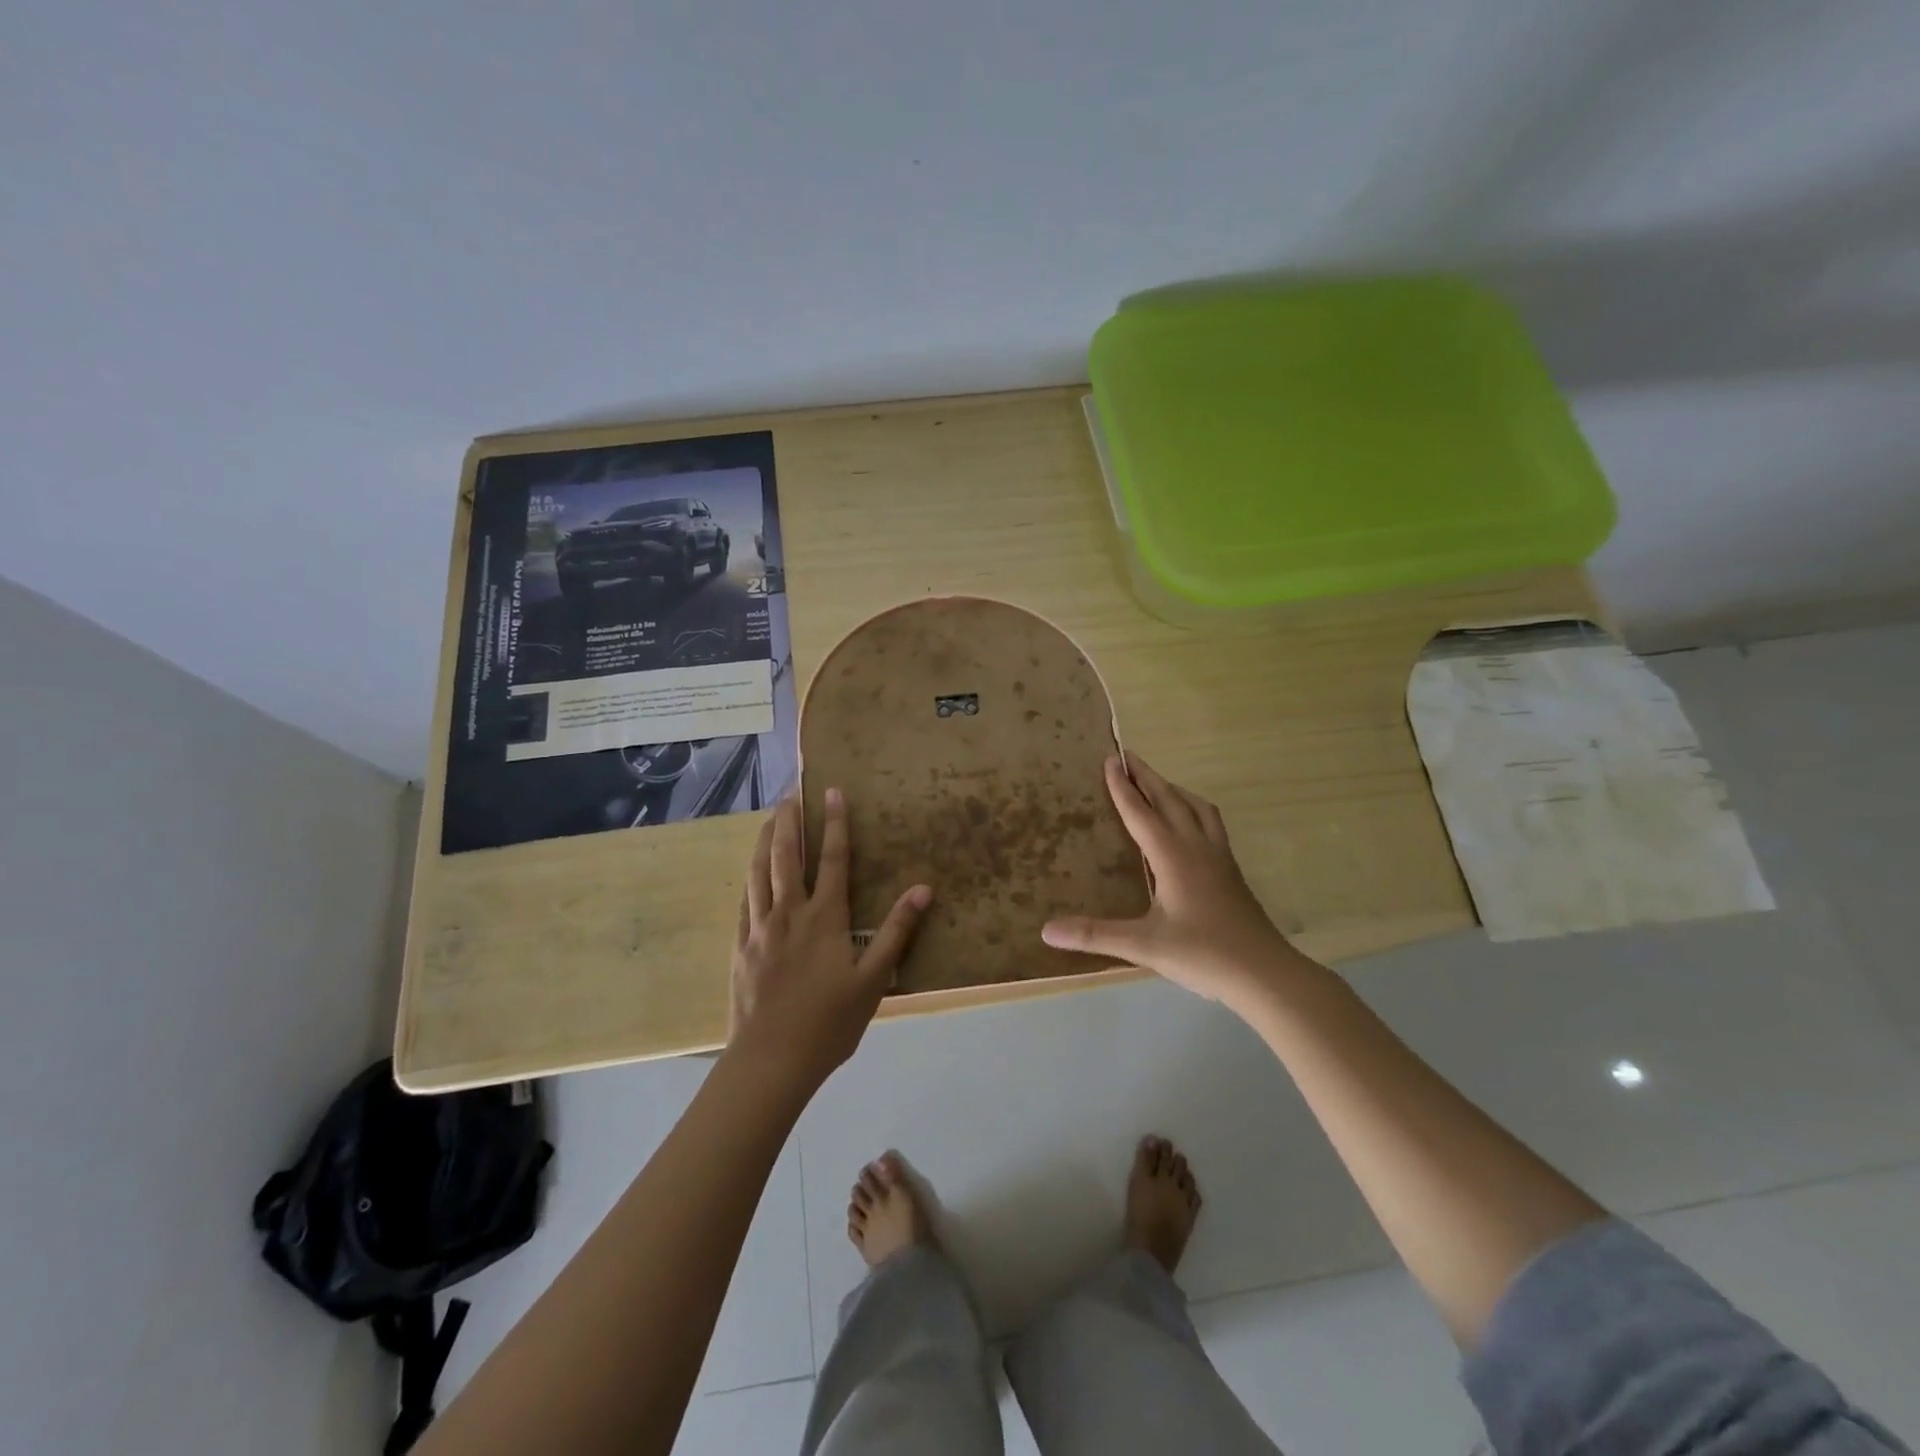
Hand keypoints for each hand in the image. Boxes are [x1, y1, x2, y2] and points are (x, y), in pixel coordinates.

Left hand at [728, 791, 932, 1090]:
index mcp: (824, 917)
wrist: (770, 1061)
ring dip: (764, 842)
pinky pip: (744, 902)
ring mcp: (759, 929)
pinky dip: (749, 879)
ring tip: (768, 819)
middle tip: (790, 794)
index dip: (835, 823)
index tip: (832, 791)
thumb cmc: (829, 1022)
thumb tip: (923, 889)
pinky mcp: (741, 948)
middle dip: (789, 821)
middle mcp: (789, 913)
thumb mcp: (874, 980)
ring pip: (758, 873)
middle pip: (786, 856)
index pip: (833, 859)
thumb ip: (897, 931)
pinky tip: (749, 873)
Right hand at [1042, 754, 1298, 1009]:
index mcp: (1173, 856)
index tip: (1110, 759)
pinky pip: (1211, 823)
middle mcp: (1197, 846)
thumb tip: (1047, 930)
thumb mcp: (1144, 945)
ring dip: (1174, 789)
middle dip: (1147, 776)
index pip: (1141, 812)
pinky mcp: (1232, 870)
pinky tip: (1190, 825)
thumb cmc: (1203, 954)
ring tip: (1157, 783)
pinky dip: (1194, 809)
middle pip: (1170, 799)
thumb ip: (1095, 935)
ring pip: (1197, 807)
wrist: (1265, 972)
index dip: (1122, 787)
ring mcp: (1219, 857)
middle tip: (1128, 756)